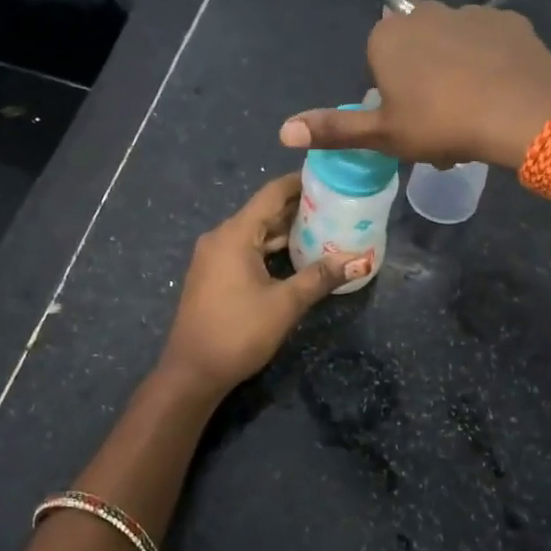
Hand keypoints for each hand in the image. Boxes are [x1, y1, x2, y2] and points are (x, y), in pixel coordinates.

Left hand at [158, 174, 362, 395]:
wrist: (192, 371)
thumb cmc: (238, 332)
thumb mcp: (285, 304)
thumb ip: (319, 277)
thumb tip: (358, 260)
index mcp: (235, 234)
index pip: (271, 193)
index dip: (300, 183)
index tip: (330, 179)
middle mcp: (220, 237)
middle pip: (263, 211)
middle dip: (298, 208)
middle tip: (336, 207)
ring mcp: (213, 257)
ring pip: (254, 233)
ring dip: (285, 231)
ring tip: (323, 229)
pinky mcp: (212, 275)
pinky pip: (245, 250)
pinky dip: (270, 248)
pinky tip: (295, 257)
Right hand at [278, 1, 550, 168]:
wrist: (522, 108)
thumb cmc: (441, 123)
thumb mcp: (382, 135)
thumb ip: (333, 129)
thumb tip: (283, 131)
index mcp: (386, 38)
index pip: (377, 63)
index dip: (392, 95)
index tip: (410, 123)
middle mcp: (423, 13)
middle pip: (414, 51)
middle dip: (422, 82)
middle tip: (440, 125)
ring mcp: (468, 12)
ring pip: (452, 46)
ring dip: (456, 72)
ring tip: (473, 113)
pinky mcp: (506, 19)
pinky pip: (488, 43)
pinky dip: (489, 63)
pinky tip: (500, 92)